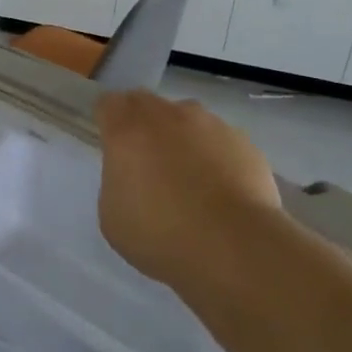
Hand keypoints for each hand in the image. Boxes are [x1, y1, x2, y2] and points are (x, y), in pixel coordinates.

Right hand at [94, 91, 282, 288]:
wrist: (234, 247)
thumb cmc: (160, 235)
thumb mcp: (112, 215)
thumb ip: (117, 181)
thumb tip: (132, 175)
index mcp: (128, 130)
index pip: (108, 103)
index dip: (107, 121)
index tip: (111, 145)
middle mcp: (168, 116)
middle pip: (147, 103)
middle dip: (142, 124)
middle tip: (146, 160)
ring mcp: (210, 125)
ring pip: (187, 118)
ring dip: (181, 137)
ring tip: (190, 177)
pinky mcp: (244, 143)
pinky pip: (220, 140)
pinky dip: (215, 156)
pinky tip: (221, 190)